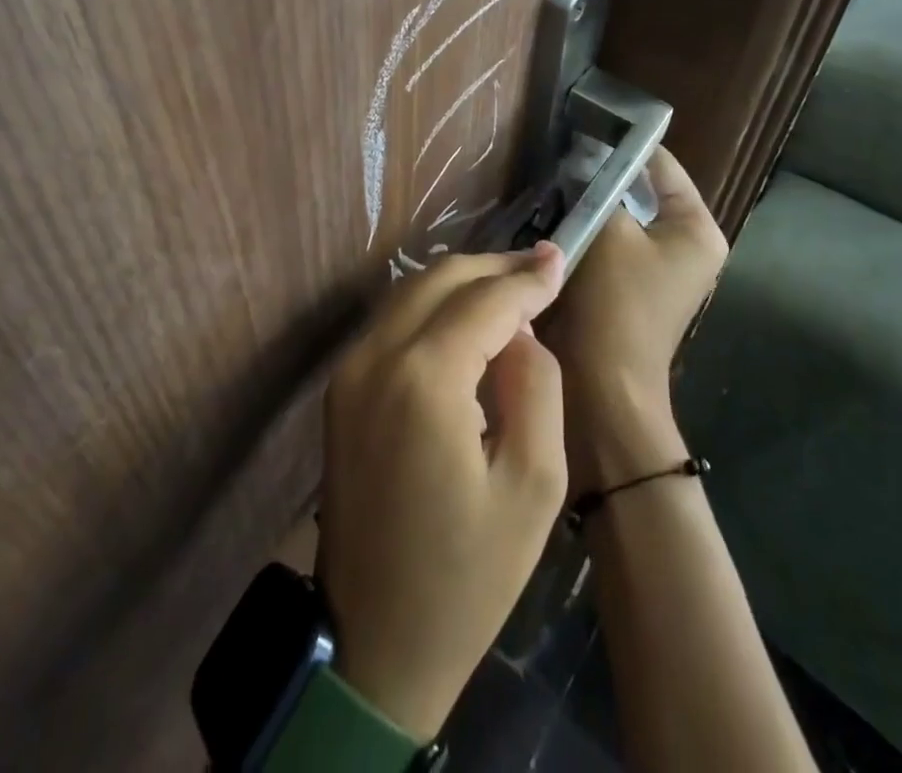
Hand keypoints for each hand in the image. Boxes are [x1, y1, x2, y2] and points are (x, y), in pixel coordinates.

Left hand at [318, 243, 568, 741]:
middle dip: (493, 267)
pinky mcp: (340, 389)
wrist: (372, 645)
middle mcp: (375, 356)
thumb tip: (520, 331)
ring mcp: (349, 370)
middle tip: (541, 268)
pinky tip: (467, 320)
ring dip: (462, 282)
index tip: (561, 258)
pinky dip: (433, 307)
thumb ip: (536, 386)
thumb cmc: (466, 578)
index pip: (485, 300)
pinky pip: (392, 322)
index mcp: (423, 379)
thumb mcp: (533, 487)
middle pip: (440, 279)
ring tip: (512, 288)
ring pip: (411, 292)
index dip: (527, 278)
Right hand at [541, 147, 727, 483]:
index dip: (625, 145)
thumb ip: (598, 189)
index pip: (663, 166)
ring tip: (555, 185)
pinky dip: (588, 232)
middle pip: (642, 192)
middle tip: (563, 158)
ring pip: (622, 218)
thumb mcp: (607, 232)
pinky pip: (611, 244)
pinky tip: (557, 220)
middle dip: (603, 177)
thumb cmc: (616, 303)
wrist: (605, 385)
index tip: (585, 127)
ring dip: (592, 206)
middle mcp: (688, 246)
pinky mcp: (633, 287)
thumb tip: (584, 160)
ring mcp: (661, 269)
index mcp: (697, 229)